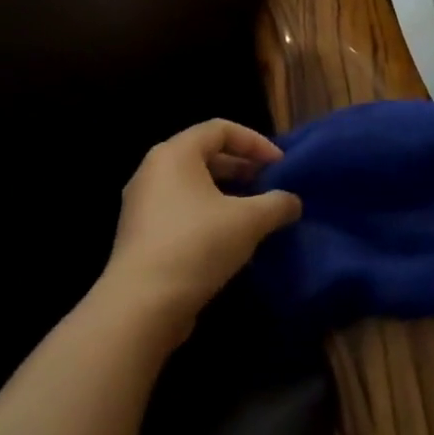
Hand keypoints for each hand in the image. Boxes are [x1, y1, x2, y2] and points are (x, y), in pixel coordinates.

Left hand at [101, 119, 301, 342]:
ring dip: (227, 195)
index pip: (220, 129)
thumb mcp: (249, 220)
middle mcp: (153, 171)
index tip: (280, 165)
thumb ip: (277, 204)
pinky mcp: (140, 235)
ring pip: (192, 186)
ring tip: (255, 214)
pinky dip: (208, 215)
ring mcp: (142, 204)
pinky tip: (230, 240)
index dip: (255, 142)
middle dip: (241, 168)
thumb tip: (292, 202)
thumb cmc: (197, 244)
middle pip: (204, 155)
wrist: (142, 305)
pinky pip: (180, 211)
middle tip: (269, 185)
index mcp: (175, 154)